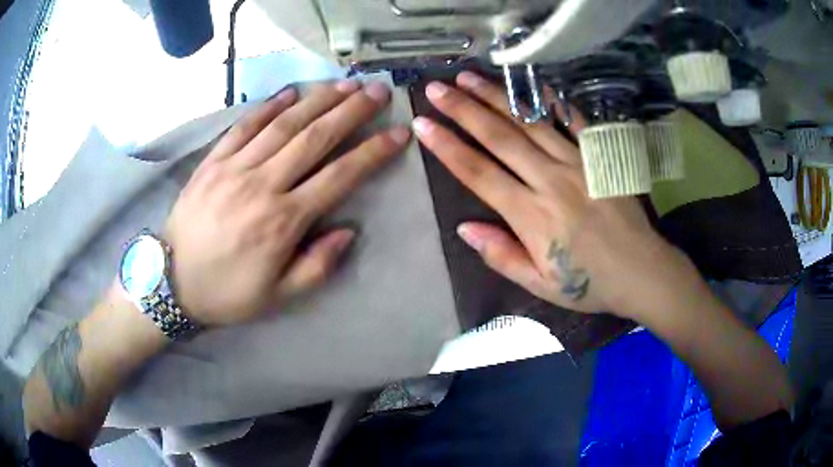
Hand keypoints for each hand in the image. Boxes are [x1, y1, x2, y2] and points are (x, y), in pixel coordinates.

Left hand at [164, 80, 410, 325]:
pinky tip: (290, 92)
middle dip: (351, 111)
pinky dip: (269, 106)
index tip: (397, 133)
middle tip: (377, 91)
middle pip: (315, 138)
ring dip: (317, 100)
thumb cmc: (227, 292)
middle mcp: (262, 185)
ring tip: (345, 84)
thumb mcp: (278, 296)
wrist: (171, 282)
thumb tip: (349, 231)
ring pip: (283, 124)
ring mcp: (234, 168)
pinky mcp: (212, 161)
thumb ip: (317, 266)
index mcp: (282, 222)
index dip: (372, 152)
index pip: (339, 177)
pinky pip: (244, 126)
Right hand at [413, 72, 680, 318]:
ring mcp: (577, 163)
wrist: (641, 270)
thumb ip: (501, 255)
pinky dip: (551, 99)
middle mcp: (550, 180)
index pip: (479, 174)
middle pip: (499, 138)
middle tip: (437, 88)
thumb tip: (464, 228)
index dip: (447, 147)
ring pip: (530, 122)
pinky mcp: (599, 156)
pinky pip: (573, 121)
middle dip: (463, 110)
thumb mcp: (540, 284)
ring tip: (469, 77)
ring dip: (496, 96)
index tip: (424, 125)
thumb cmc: (589, 283)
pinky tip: (531, 82)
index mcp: (531, 216)